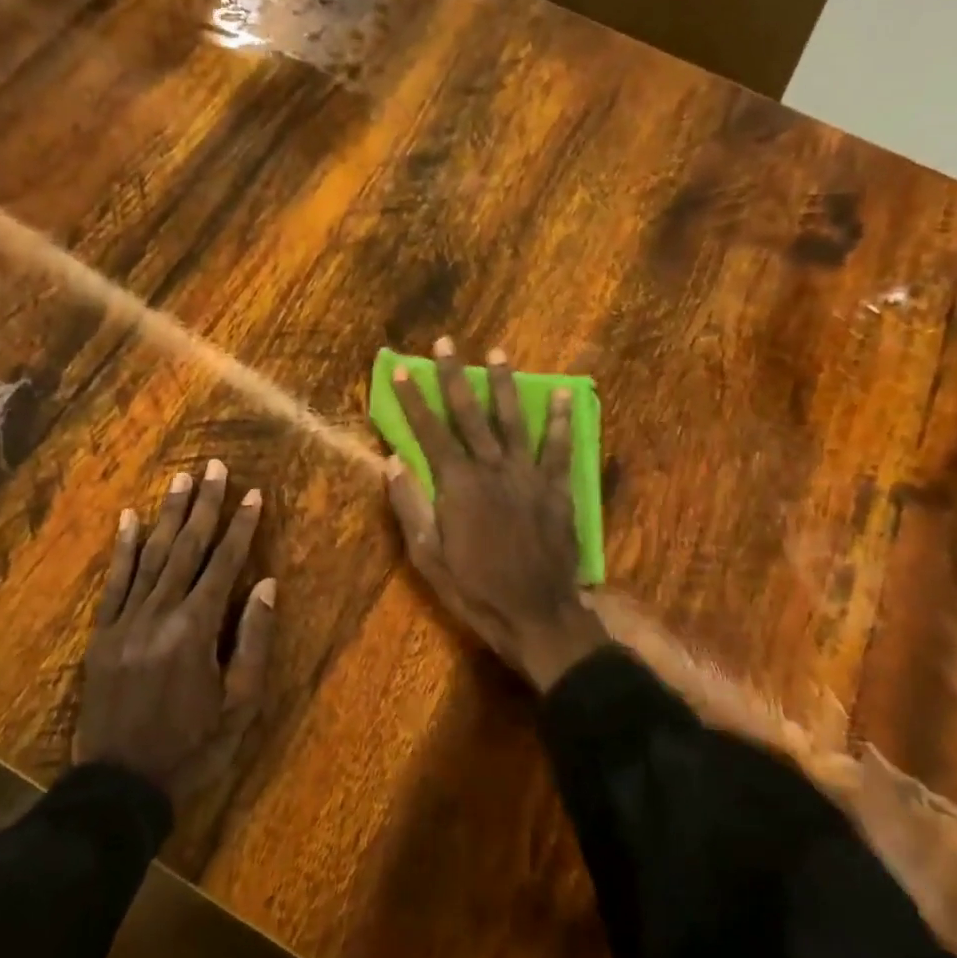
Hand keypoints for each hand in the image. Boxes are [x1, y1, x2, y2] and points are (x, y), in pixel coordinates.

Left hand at [74, 460, 274, 790]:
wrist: (120, 784)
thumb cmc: (192, 746)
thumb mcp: (240, 704)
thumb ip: (253, 640)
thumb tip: (265, 583)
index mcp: (197, 629)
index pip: (224, 564)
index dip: (241, 527)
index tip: (253, 494)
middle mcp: (160, 613)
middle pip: (187, 548)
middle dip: (205, 505)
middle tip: (215, 467)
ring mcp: (125, 620)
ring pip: (151, 555)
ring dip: (168, 515)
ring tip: (182, 480)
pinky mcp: (102, 633)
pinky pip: (114, 581)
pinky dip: (123, 548)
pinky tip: (129, 518)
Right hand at [386, 336, 607, 692]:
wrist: (536, 613)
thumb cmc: (474, 588)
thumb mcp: (428, 555)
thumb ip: (410, 505)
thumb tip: (392, 461)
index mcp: (457, 484)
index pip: (429, 431)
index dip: (413, 400)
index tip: (400, 370)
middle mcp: (492, 468)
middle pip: (470, 414)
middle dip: (454, 376)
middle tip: (446, 344)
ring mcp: (528, 475)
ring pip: (513, 420)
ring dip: (504, 385)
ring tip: (498, 353)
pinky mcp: (556, 488)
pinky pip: (559, 447)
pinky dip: (561, 419)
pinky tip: (563, 393)